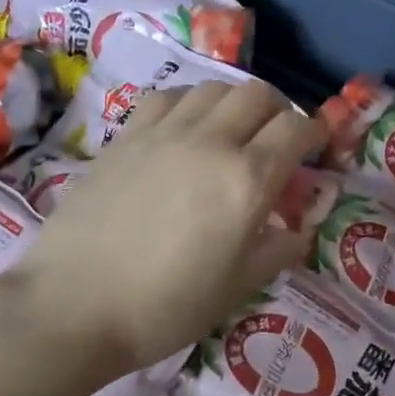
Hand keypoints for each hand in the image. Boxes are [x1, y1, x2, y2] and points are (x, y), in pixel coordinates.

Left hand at [12, 81, 326, 376]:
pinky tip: (186, 129)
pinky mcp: (125, 137)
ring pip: (213, 88)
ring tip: (233, 132)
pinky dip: (190, 103)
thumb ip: (278, 250)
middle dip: (279, 110)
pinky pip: (168, 97)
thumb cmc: (167, 307)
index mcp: (247, 180)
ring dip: (235, 103)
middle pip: (258, 94)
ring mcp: (163, 133)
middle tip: (278, 140)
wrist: (76, 305)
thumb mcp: (238, 288)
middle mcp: (210, 142)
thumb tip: (299, 229)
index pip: (296, 129)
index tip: (319, 145)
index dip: (316, 131)